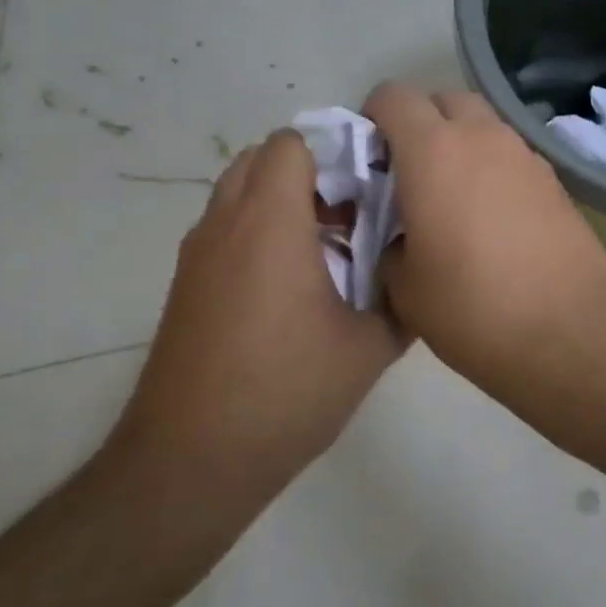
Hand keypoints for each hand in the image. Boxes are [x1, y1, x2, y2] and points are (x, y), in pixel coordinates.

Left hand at [112, 130, 405, 524]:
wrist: (192, 462)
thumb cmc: (287, 391)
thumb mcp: (370, 346)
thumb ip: (403, 298)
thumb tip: (419, 275)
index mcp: (271, 223)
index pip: (291, 144)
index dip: (336, 151)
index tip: (373, 183)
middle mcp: (225, 225)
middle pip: (261, 160)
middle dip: (311, 173)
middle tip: (355, 213)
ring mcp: (197, 256)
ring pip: (239, 195)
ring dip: (284, 203)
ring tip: (331, 249)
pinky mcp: (186, 287)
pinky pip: (226, 231)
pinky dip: (260, 234)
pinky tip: (296, 287)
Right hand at [363, 83, 605, 393]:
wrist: (570, 332)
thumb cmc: (473, 308)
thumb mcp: (404, 286)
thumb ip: (388, 242)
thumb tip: (400, 233)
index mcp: (434, 151)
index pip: (393, 96)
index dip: (373, 118)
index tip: (370, 158)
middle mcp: (484, 137)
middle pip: (445, 100)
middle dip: (422, 124)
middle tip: (410, 175)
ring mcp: (527, 155)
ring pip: (484, 126)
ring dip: (462, 144)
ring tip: (453, 199)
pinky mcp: (557, 180)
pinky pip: (513, 156)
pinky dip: (494, 169)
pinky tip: (494, 218)